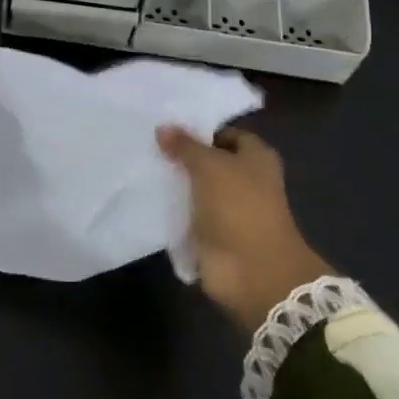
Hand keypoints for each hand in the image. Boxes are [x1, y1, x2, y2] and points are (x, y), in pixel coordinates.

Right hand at [156, 124, 333, 333]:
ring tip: (141, 167)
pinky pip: (188, 215)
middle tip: (147, 145)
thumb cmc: (239, 206)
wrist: (252, 270)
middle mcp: (246, 181)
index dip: (200, 130)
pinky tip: (146, 198)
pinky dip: (172, 210)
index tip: (168, 128)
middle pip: (209, 162)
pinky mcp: (212, 234)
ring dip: (175, 184)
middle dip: (182, 157)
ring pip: (196, 189)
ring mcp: (228, 210)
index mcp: (256, 158)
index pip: (226, 135)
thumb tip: (163, 127)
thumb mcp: (210, 166)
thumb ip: (186, 146)